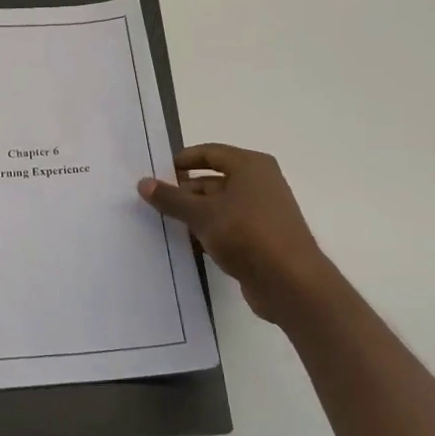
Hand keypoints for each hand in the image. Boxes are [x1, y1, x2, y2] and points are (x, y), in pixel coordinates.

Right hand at [138, 143, 338, 327]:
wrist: (291, 282)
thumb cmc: (247, 233)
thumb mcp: (202, 213)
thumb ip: (171, 198)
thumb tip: (143, 183)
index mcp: (251, 166)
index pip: (210, 153)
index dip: (183, 160)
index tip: (157, 173)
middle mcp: (260, 184)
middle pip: (214, 180)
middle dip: (185, 192)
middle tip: (154, 203)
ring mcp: (262, 213)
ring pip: (219, 207)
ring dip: (194, 215)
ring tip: (164, 224)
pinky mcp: (261, 240)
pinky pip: (228, 228)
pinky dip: (208, 232)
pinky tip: (187, 245)